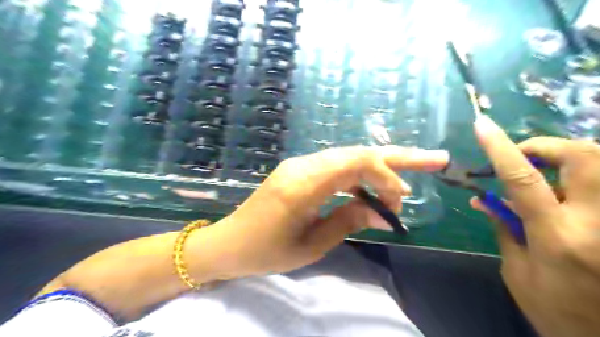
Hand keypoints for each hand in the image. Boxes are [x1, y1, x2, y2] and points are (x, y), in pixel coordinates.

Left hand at [210, 146, 446, 276]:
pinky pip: (336, 166)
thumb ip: (348, 221)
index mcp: (303, 184)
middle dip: (398, 157)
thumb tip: (382, 211)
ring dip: (380, 167)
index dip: (385, 175)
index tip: (399, 200)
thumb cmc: (266, 251)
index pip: (355, 162)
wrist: (229, 242)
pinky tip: (373, 188)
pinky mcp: (299, 170)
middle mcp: (303, 165)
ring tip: (409, 177)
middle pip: (357, 152)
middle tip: (436, 159)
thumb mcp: (311, 245)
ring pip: (349, 157)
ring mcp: (300, 165)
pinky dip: (360, 176)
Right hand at [471, 115, 598, 336]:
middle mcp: (597, 224)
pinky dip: (581, 180)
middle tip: (526, 155)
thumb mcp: (516, 270)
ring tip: (546, 174)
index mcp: (556, 238)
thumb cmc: (555, 310)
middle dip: (550, 146)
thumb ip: (504, 227)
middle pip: (586, 158)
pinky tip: (566, 194)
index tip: (482, 126)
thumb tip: (484, 197)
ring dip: (570, 159)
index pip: (523, 179)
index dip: (501, 148)